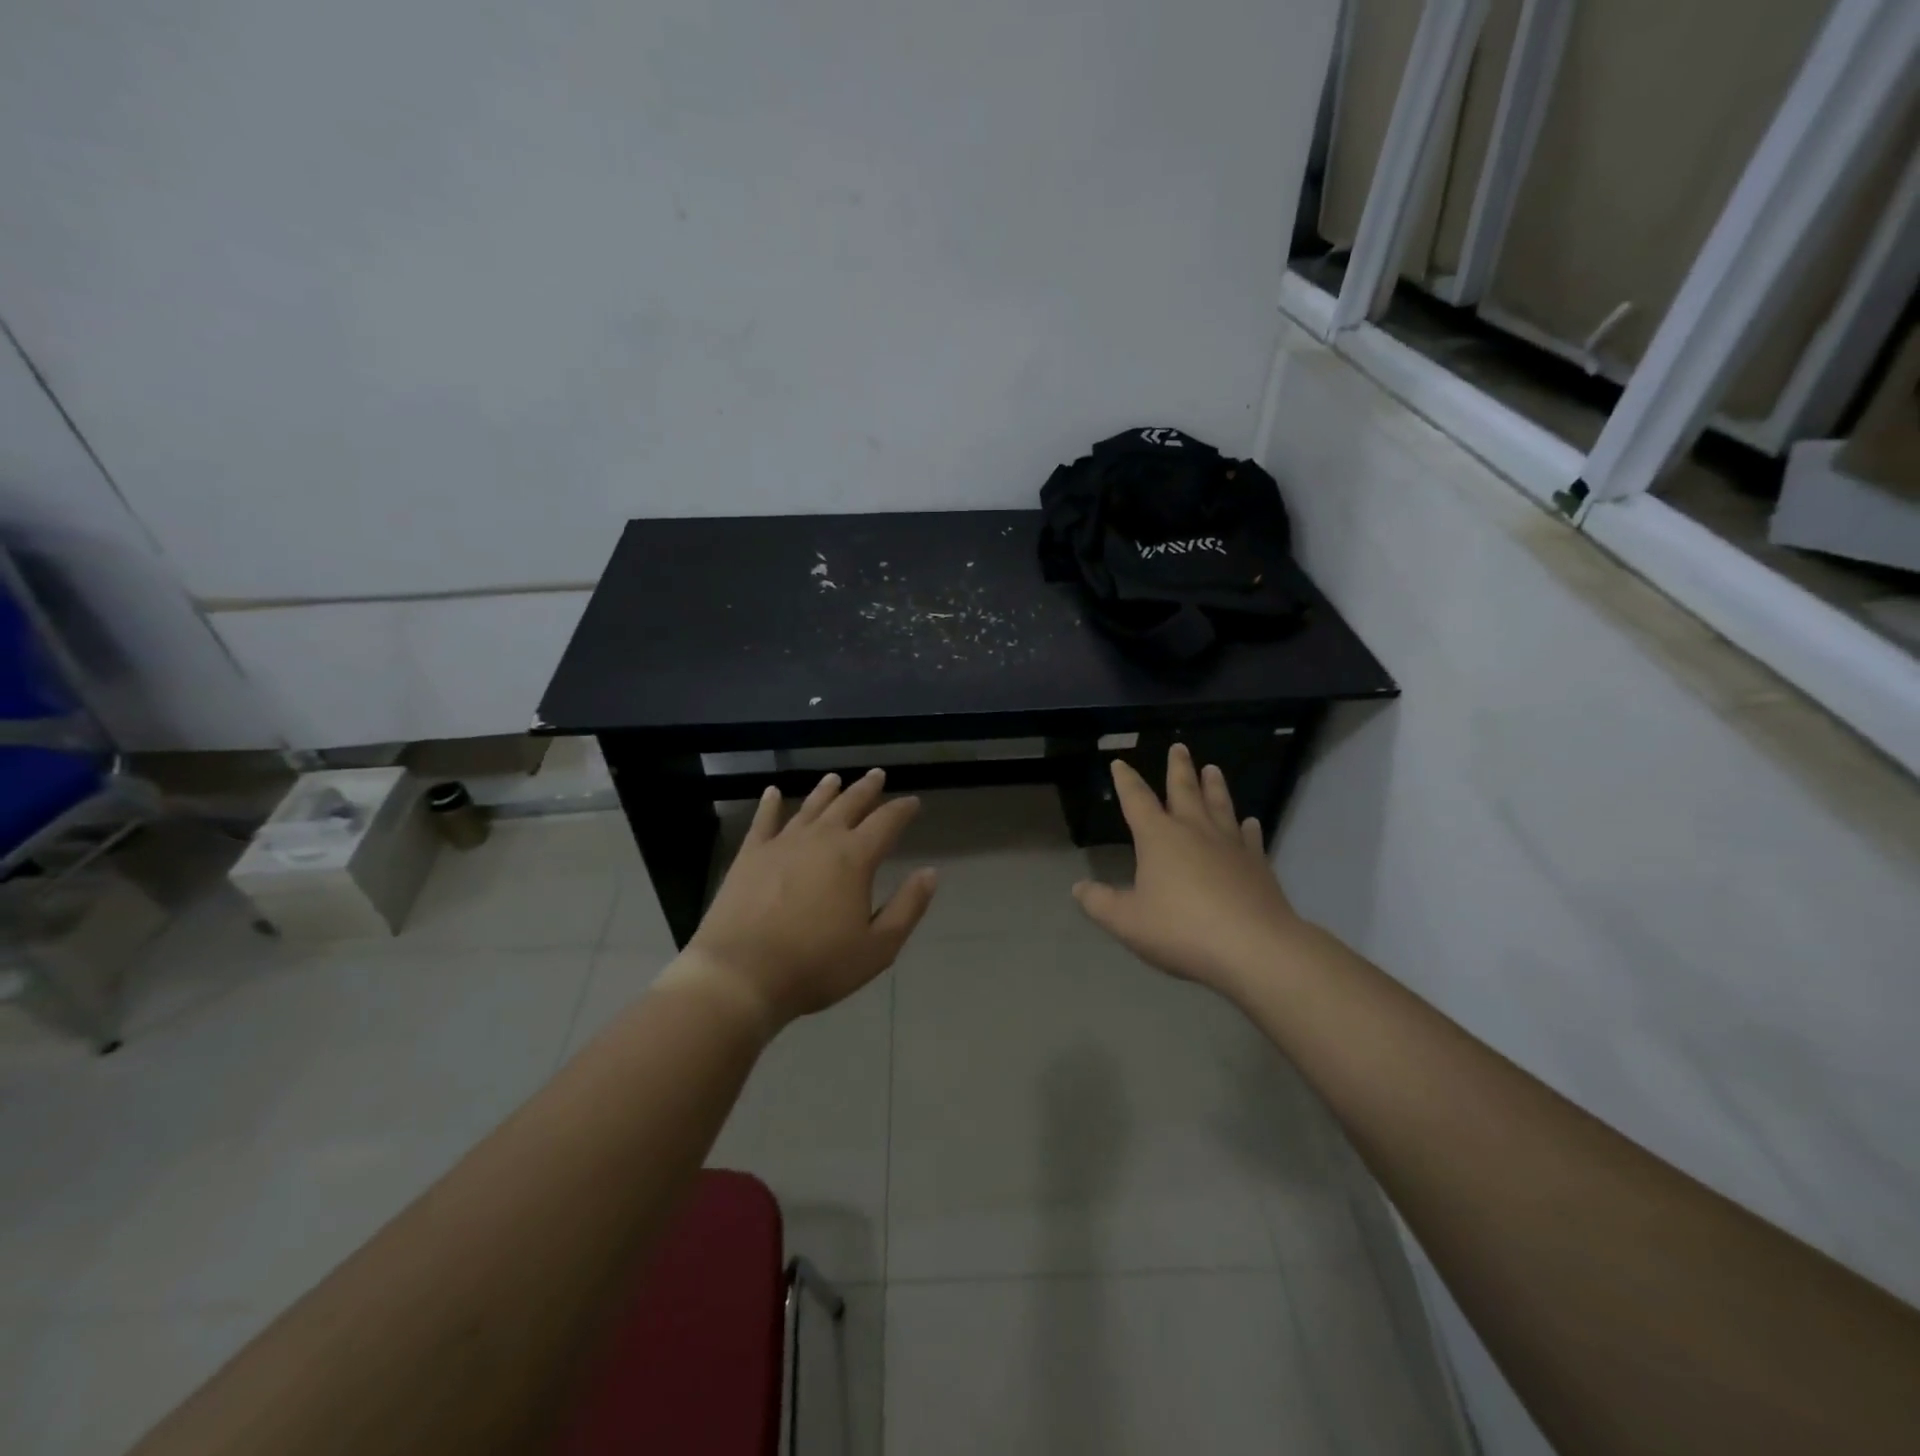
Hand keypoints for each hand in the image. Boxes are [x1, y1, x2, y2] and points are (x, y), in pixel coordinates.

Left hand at [674, 769, 937, 1030]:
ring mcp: (782, 843)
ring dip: (826, 791)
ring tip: (835, 778)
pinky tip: (772, 792)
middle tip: (877, 775)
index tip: (913, 801)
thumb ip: (907, 907)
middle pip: (849, 804)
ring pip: (810, 806)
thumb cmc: (817, 965)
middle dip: (866, 789)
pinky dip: (770, 804)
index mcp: (855, 858)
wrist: (742, 975)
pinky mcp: (750, 854)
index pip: (886, 822)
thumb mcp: (878, 947)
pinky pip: (763, 820)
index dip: (902, 810)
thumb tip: (930, 873)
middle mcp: (821, 839)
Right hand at [1072, 744, 1306, 997]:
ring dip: (1214, 786)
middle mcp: (1194, 830)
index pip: (1137, 800)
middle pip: (1184, 790)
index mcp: (1159, 837)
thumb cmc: (1182, 929)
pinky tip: (1250, 822)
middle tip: (1179, 747)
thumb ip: (1100, 903)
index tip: (1120, 763)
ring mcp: (1230, 844)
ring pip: (1220, 805)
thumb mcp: (1127, 921)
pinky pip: (1250, 837)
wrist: (1254, 947)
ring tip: (1213, 768)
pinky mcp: (1257, 864)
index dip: (1125, 781)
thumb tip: (1078, 888)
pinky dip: (1247, 826)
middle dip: (1178, 768)